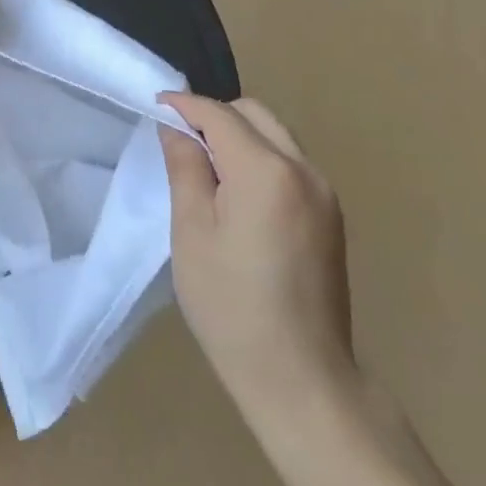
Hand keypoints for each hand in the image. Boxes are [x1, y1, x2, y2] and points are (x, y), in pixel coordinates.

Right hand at [157, 93, 356, 431]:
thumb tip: (176, 127)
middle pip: (253, 114)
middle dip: (214, 116)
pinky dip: (260, 157)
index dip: (184, 105)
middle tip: (179, 141)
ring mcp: (324, 193)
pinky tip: (238, 192)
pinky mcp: (331, 215)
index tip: (154, 106)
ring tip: (206, 167)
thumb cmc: (232, 306)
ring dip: (239, 135)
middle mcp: (302, 170)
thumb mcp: (191, 232)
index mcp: (265, 171)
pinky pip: (289, 162)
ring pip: (275, 134)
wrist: (302, 379)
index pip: (219, 114)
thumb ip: (185, 168)